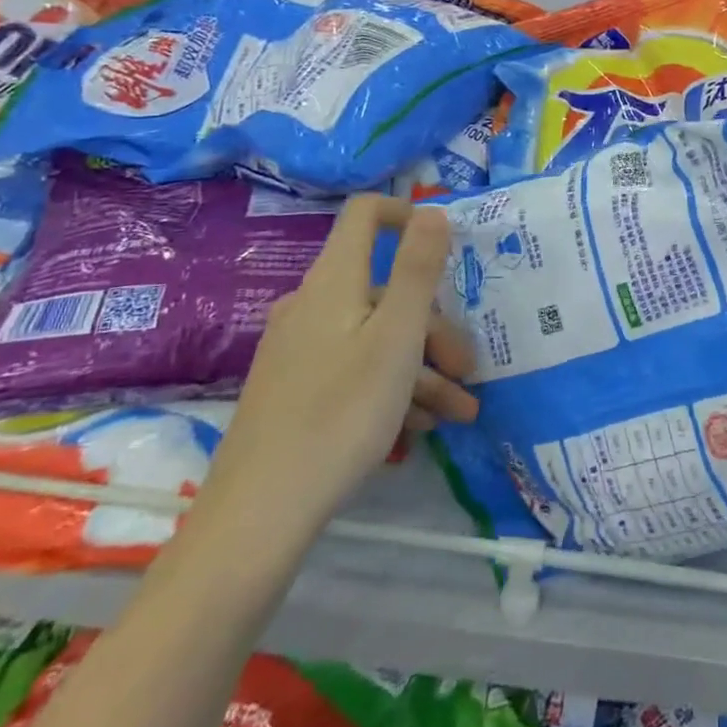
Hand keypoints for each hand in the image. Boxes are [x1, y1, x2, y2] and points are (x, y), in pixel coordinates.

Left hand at [193, 196, 477, 545]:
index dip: (406, 214)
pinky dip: (391, 387)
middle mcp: (312, 305)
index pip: (366, 214)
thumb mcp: (397, 337)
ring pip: (375, 336)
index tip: (446, 245)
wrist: (258, 517)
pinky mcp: (294, 388)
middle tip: (468, 371)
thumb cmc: (341, 413)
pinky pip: (354, 367)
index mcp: (335, 281)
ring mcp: (299, 349)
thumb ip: (418, 268)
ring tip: (457, 413)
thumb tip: (432, 209)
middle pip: (385, 290)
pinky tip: (418, 427)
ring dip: (422, 367)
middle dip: (435, 325)